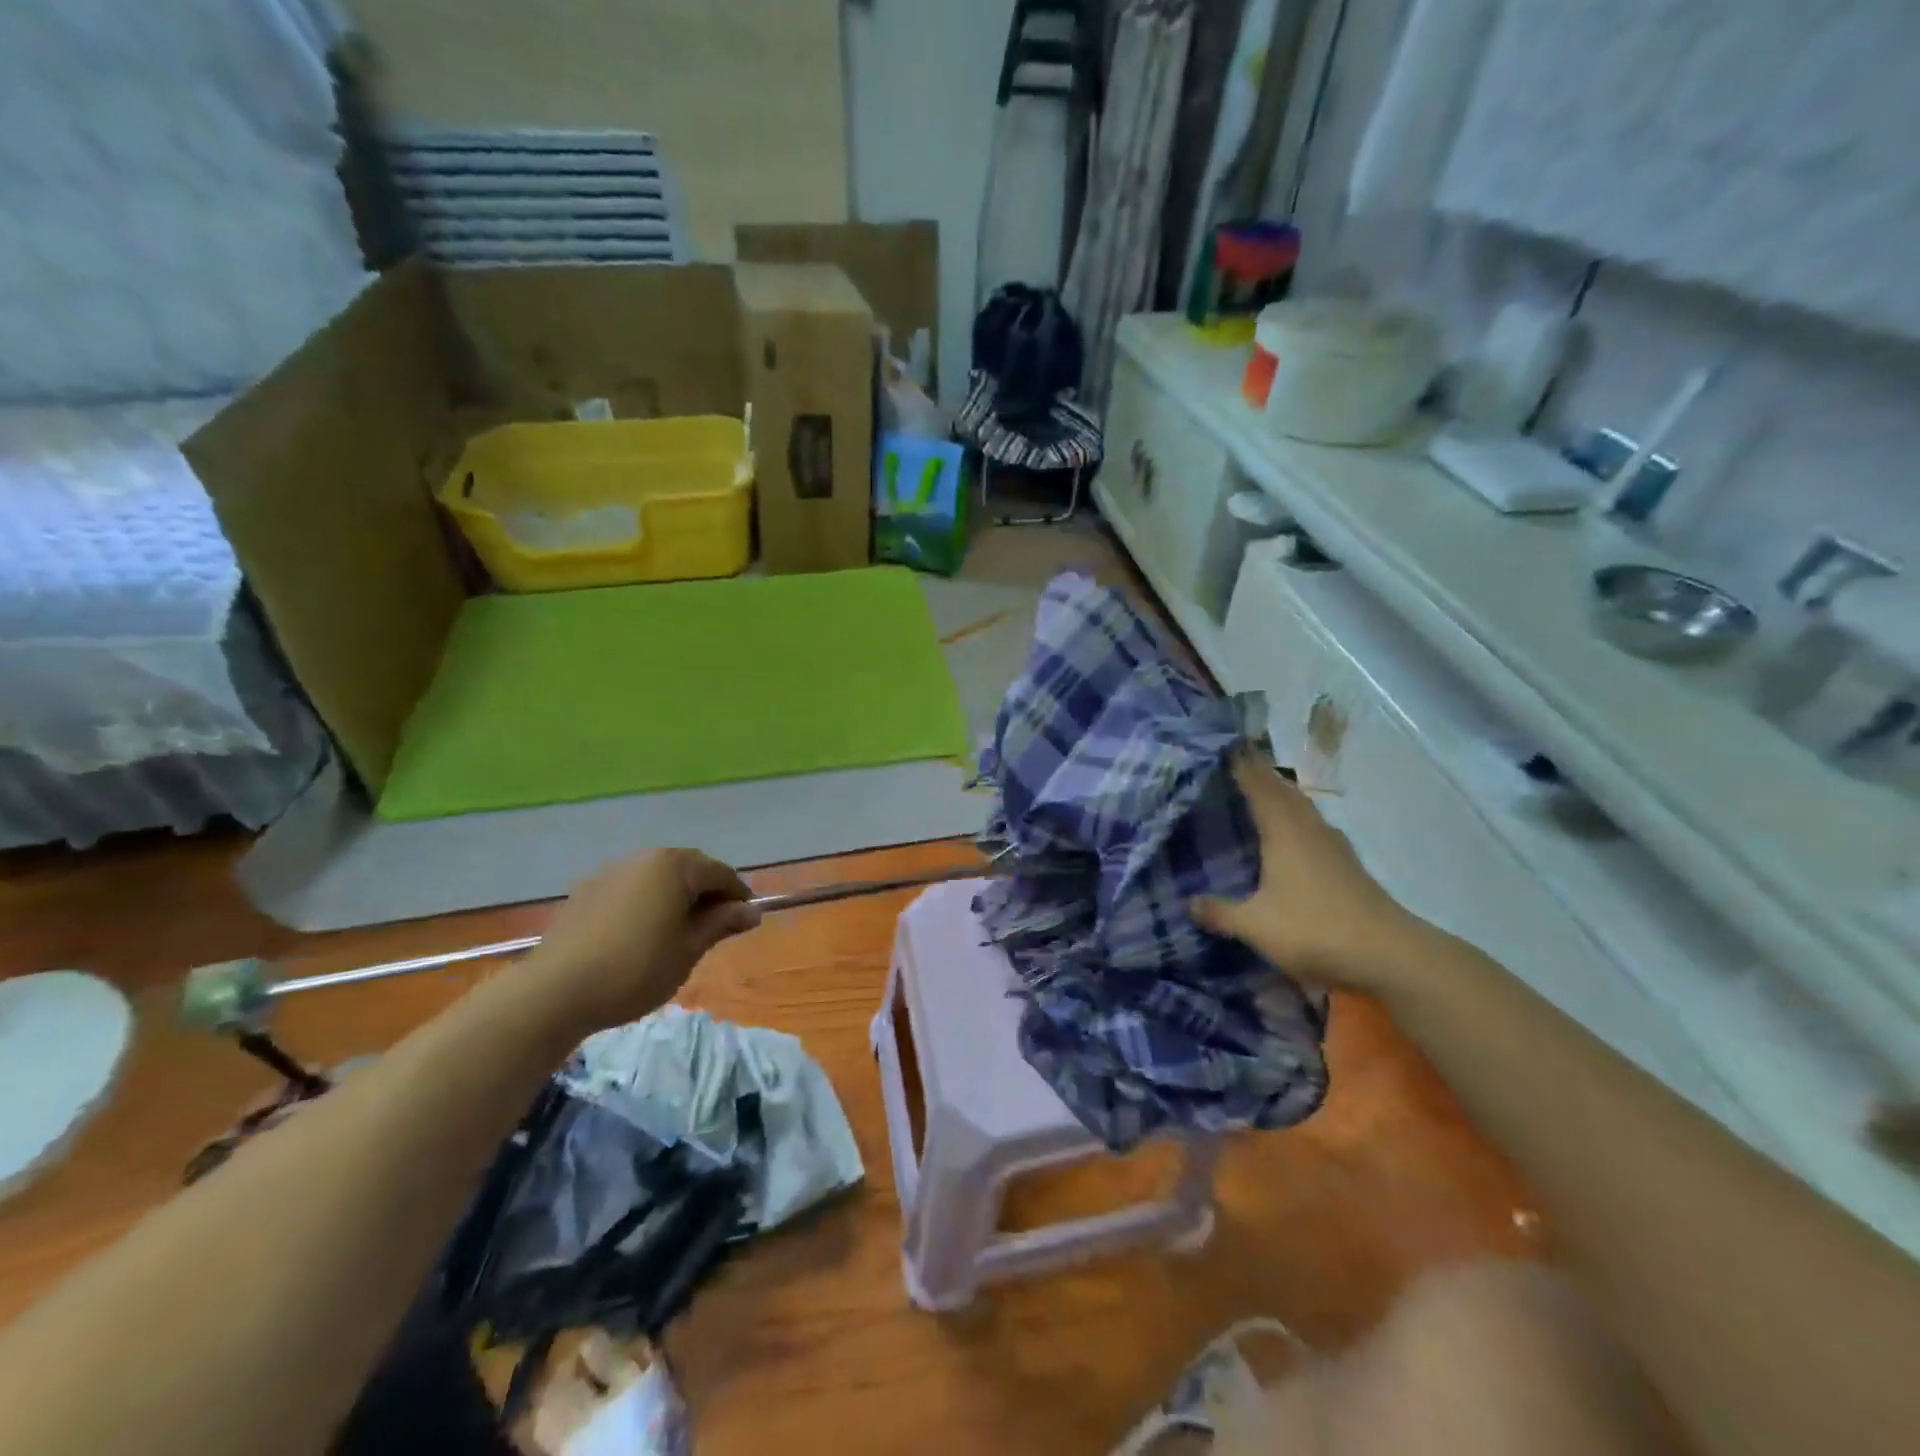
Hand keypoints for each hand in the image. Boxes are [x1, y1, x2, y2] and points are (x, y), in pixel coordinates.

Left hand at [528, 849, 759, 1034]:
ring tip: (679, 931)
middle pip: (689, 869)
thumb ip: (721, 924)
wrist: (555, 991)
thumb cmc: (637, 968)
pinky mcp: (586, 891)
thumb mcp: (689, 950)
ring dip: (676, 897)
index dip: (738, 896)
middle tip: (716, 927)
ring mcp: (611, 872)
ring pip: (657, 878)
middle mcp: (644, 858)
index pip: (720, 873)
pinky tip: (643, 934)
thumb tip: (752, 911)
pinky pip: (631, 889)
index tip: (746, 921)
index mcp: (675, 866)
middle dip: (707, 893)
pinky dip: (647, 903)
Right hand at [1192, 752, 1425, 992]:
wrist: (1388, 953)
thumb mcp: (1256, 925)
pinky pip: (1314, 826)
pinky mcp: (1347, 865)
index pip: (1259, 787)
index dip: (1243, 766)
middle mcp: (1309, 829)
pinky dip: (1297, 818)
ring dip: (1282, 794)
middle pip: (1283, 791)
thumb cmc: (1314, 929)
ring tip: (1262, 791)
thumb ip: (1220, 912)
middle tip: (1237, 764)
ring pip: (1303, 807)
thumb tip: (1188, 902)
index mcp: (1284, 832)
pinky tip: (1292, 834)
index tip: (1226, 746)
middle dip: (1261, 774)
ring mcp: (1333, 846)